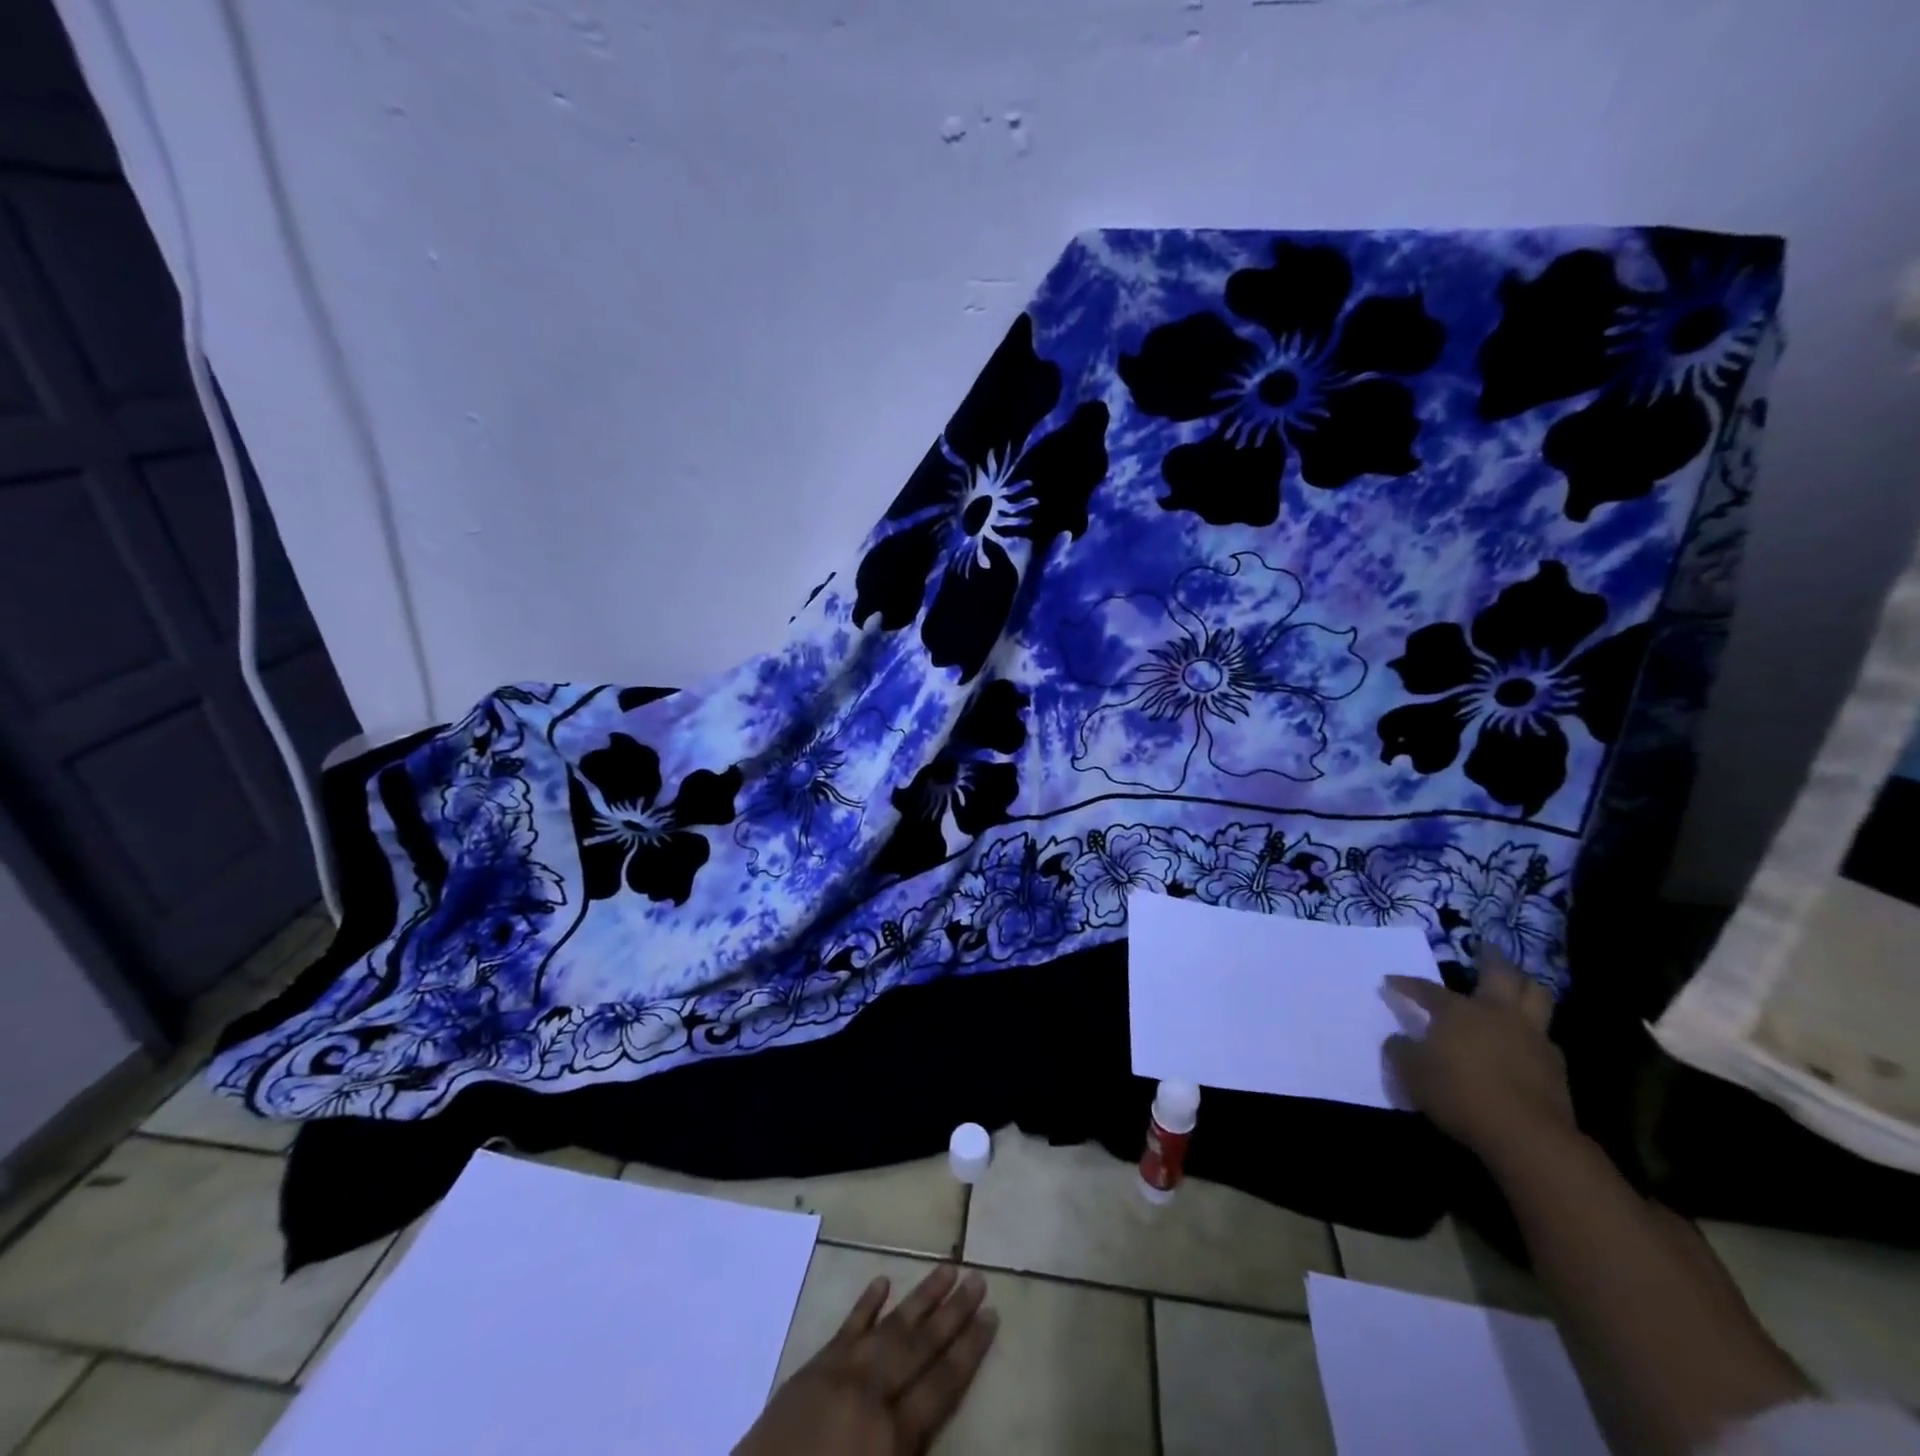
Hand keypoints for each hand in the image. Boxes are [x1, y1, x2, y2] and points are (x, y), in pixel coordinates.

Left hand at [733, 1265, 998, 1455]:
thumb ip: (916, 1453)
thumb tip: (943, 1425)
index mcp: (890, 1436)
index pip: (942, 1383)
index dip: (970, 1350)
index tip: (993, 1315)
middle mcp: (870, 1393)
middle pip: (920, 1344)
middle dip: (953, 1312)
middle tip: (978, 1277)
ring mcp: (839, 1374)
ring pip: (889, 1326)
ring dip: (920, 1298)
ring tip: (946, 1268)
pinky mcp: (811, 1369)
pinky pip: (845, 1329)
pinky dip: (865, 1305)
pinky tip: (882, 1281)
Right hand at [1382, 945, 1574, 1162]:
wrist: (1526, 1136)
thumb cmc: (1459, 1094)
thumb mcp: (1412, 1073)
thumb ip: (1401, 1051)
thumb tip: (1398, 1039)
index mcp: (1458, 1011)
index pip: (1426, 989)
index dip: (1406, 984)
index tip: (1390, 981)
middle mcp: (1496, 1013)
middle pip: (1500, 974)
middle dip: (1491, 958)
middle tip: (1485, 947)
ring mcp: (1531, 1037)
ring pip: (1537, 997)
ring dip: (1525, 986)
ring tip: (1516, 985)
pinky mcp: (1556, 1065)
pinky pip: (1546, 1036)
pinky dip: (1535, 1032)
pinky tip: (1526, 1040)